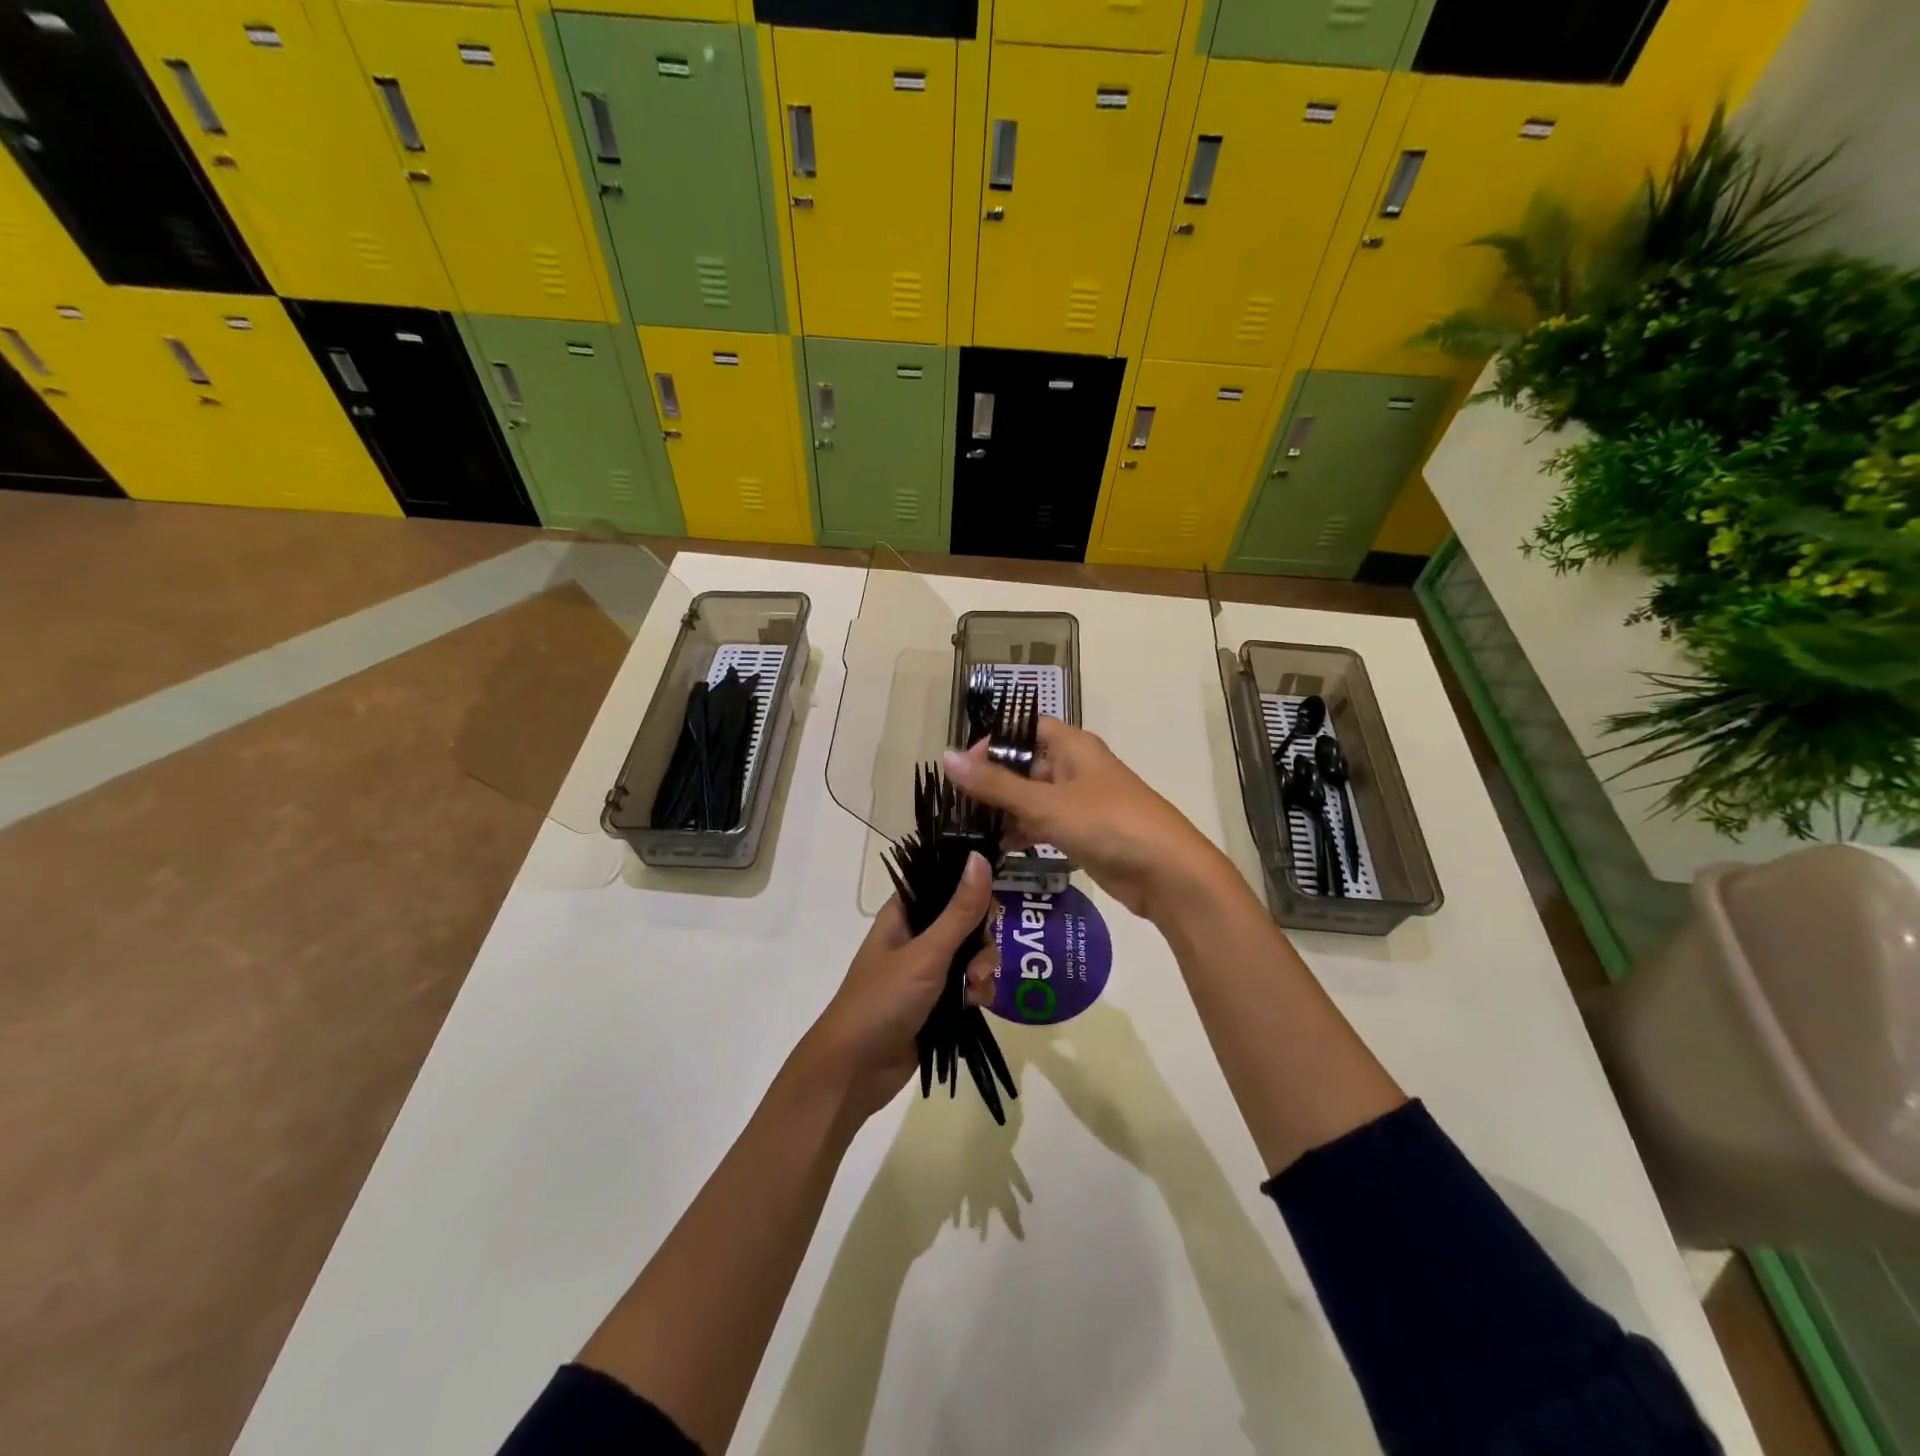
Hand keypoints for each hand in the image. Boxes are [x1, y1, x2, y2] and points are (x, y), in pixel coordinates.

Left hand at [797, 852, 997, 1119]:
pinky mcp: (939, 1003)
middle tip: (978, 959)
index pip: (942, 881)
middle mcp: (917, 937)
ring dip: (982, 968)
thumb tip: (980, 856)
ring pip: (972, 954)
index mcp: (904, 914)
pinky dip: (979, 992)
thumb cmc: (883, 1000)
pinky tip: (977, 1006)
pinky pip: (971, 985)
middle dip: (981, 938)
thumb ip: (960, 910)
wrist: (856, 1070)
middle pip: (966, 919)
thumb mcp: (927, 953)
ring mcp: (928, 971)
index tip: (993, 895)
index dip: (969, 884)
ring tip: (975, 989)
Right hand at [942, 720, 1230, 921]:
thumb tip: (947, 757)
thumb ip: (995, 784)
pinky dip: (1024, 832)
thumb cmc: (1108, 823)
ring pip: (1034, 797)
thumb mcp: (1046, 803)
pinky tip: (998, 848)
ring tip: (968, 827)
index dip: (994, 740)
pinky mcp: (1086, 833)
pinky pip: (1046, 825)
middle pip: (1026, 763)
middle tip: (956, 802)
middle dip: (993, 780)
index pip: (1025, 728)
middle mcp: (1077, 767)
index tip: (962, 765)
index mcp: (1073, 746)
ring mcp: (1082, 802)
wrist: (1168, 873)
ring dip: (1006, 810)